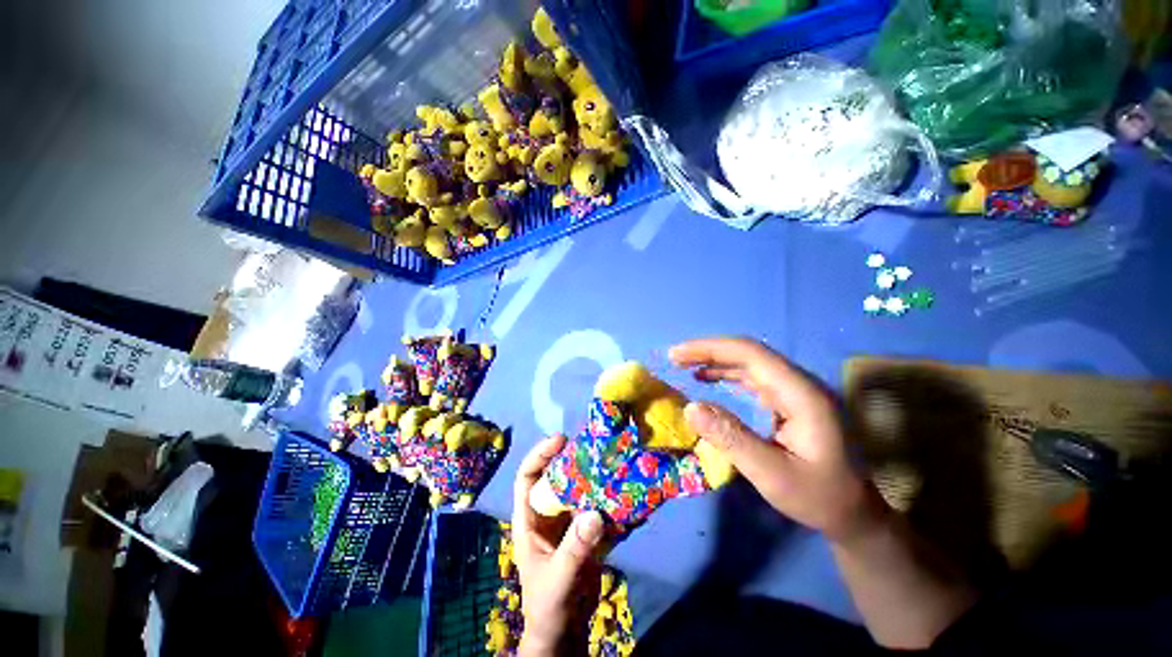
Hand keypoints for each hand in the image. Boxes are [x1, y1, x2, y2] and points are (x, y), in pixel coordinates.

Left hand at [512, 435, 605, 655]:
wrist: (566, 631)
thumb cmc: (548, 606)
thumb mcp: (557, 579)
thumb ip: (574, 548)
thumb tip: (594, 513)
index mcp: (529, 519)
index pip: (527, 477)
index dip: (539, 455)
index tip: (560, 439)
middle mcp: (548, 513)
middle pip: (557, 476)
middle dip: (572, 459)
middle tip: (593, 445)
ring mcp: (569, 520)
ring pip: (579, 488)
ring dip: (594, 476)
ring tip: (611, 461)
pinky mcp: (587, 530)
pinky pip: (598, 506)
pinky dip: (609, 498)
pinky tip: (624, 489)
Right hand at [670, 338, 884, 542]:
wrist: (853, 513)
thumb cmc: (818, 497)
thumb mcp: (772, 475)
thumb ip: (731, 439)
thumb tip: (689, 407)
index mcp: (801, 395)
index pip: (751, 354)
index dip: (711, 349)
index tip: (677, 354)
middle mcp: (799, 384)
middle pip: (749, 353)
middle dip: (709, 351)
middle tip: (674, 357)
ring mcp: (795, 391)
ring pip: (749, 363)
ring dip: (715, 360)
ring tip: (684, 365)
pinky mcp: (788, 400)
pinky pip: (752, 378)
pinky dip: (725, 374)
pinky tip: (707, 378)